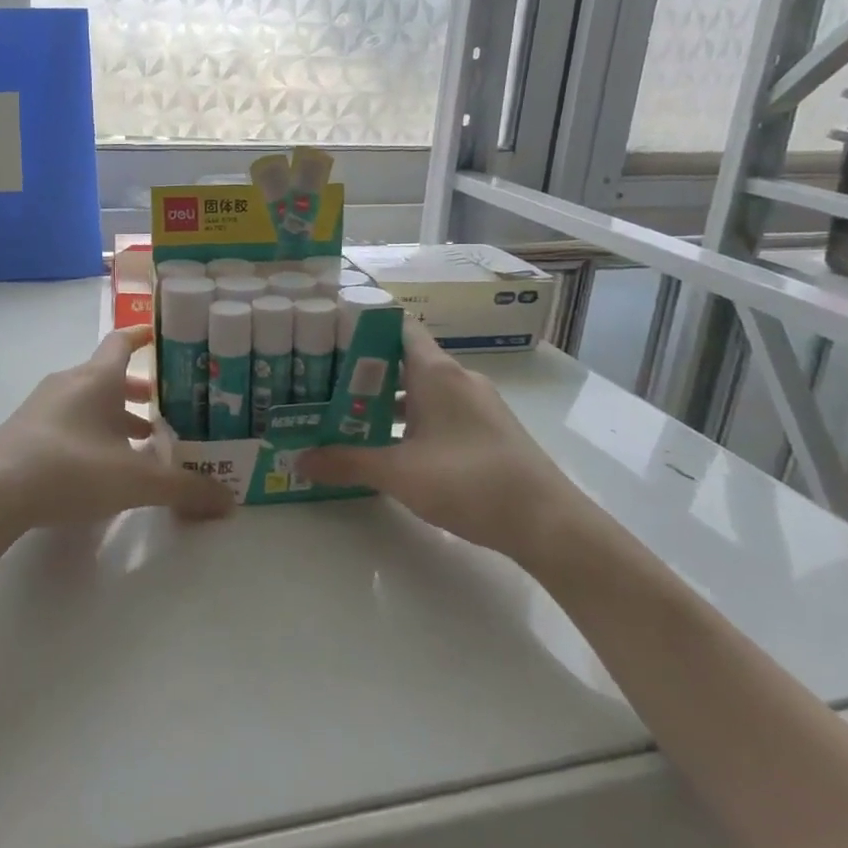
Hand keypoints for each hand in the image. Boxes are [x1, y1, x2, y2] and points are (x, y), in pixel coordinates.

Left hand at [0, 326, 235, 532]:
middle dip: (139, 391)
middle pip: (109, 375)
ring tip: (142, 442)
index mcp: (97, 378)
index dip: (145, 335)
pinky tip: (102, 465)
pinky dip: (92, 432)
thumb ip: (184, 489)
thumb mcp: (136, 482)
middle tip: (167, 408)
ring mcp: (43, 407)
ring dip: (115, 415)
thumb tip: (229, 501)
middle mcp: (69, 383)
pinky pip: (69, 420)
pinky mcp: (25, 432)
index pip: (123, 340)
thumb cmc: (71, 468)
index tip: (164, 335)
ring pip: (89, 401)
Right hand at [297, 318, 583, 560]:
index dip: (363, 324)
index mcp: (436, 372)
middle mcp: (457, 378)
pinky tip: (392, 443)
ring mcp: (476, 404)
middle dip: (365, 368)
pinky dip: (413, 418)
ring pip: (423, 387)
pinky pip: (440, 409)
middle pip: (404, 358)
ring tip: (348, 412)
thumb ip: (347, 462)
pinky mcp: (487, 429)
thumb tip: (299, 460)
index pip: (396, 326)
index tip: (328, 333)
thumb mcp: (398, 473)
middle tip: (324, 379)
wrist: (548, 523)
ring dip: (388, 398)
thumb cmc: (468, 481)